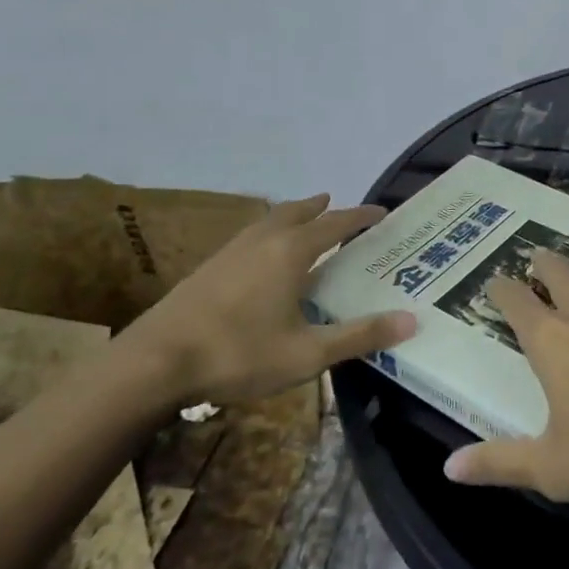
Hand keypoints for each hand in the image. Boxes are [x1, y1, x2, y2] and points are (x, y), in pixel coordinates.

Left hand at [118, 194, 414, 406]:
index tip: (381, 213)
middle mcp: (263, 240)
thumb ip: (359, 336)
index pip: (335, 224)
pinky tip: (263, 256)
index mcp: (291, 252)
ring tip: (305, 220)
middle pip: (298, 212)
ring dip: (293, 216)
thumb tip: (411, 320)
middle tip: (339, 207)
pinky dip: (270, 232)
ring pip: (270, 220)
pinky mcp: (209, 266)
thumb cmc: (239, 354)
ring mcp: (232, 250)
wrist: (156, 361)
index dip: (360, 217)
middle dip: (322, 208)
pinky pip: (251, 236)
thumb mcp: (307, 354)